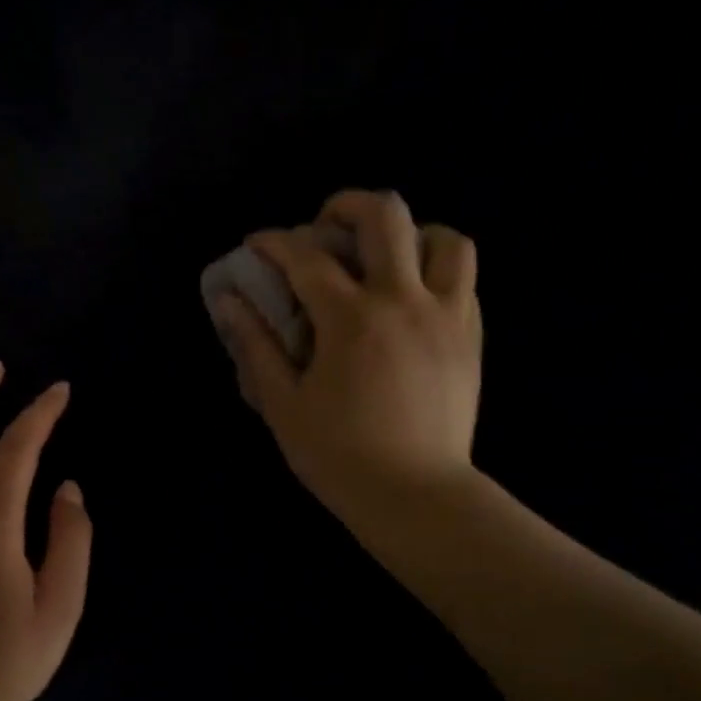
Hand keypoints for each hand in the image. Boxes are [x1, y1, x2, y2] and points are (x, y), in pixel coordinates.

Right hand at [212, 190, 481, 527]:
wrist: (415, 495)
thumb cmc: (338, 455)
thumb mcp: (282, 404)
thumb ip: (255, 346)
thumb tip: (229, 301)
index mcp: (350, 318)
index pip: (305, 256)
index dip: (273, 241)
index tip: (256, 245)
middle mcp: (403, 300)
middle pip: (385, 216)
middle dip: (346, 205)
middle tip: (324, 225)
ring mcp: (446, 315)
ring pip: (444, 238)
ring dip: (408, 234)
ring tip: (382, 257)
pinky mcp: (471, 336)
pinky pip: (463, 278)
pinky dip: (435, 269)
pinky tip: (410, 296)